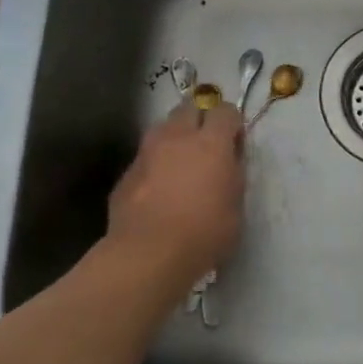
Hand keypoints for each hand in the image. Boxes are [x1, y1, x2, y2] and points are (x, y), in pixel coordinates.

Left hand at [98, 100, 245, 287]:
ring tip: (181, 163)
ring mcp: (147, 153)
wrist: (148, 255)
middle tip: (207, 144)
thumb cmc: (205, 232)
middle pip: (188, 108)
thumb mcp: (236, 204)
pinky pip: (145, 158)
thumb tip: (227, 162)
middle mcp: (177, 138)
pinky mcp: (126, 174)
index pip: (225, 111)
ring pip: (162, 129)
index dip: (232, 123)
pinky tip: (159, 190)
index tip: (236, 141)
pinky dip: (155, 165)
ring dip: (174, 137)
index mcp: (211, 142)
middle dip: (200, 118)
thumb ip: (232, 174)